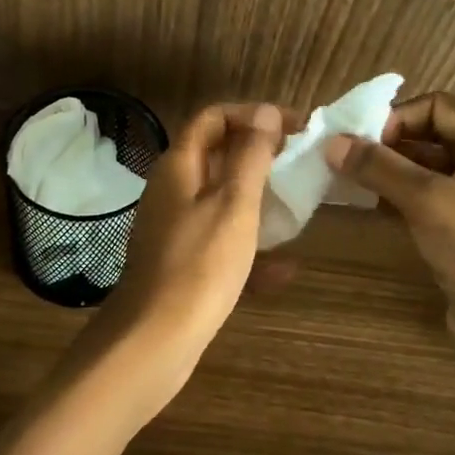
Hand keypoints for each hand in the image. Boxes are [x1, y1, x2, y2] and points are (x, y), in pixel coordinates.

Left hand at [89, 102, 295, 415]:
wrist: (154, 341)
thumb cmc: (201, 264)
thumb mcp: (235, 204)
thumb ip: (252, 156)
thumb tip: (266, 113)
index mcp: (179, 166)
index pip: (214, 118)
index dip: (253, 115)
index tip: (293, 127)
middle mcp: (172, 190)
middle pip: (217, 156)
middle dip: (259, 156)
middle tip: (299, 163)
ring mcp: (174, 228)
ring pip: (221, 201)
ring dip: (258, 200)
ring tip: (297, 207)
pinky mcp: (181, 263)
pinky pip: (220, 242)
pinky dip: (249, 248)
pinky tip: (285, 271)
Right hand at [326, 92, 454, 375]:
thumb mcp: (427, 202)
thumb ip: (379, 168)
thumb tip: (332, 142)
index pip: (440, 107)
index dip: (398, 116)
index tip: (361, 139)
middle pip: (431, 137)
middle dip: (388, 144)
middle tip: (345, 158)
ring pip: (426, 171)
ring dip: (389, 173)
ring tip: (347, 180)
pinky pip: (427, 200)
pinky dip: (398, 198)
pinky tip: (367, 204)